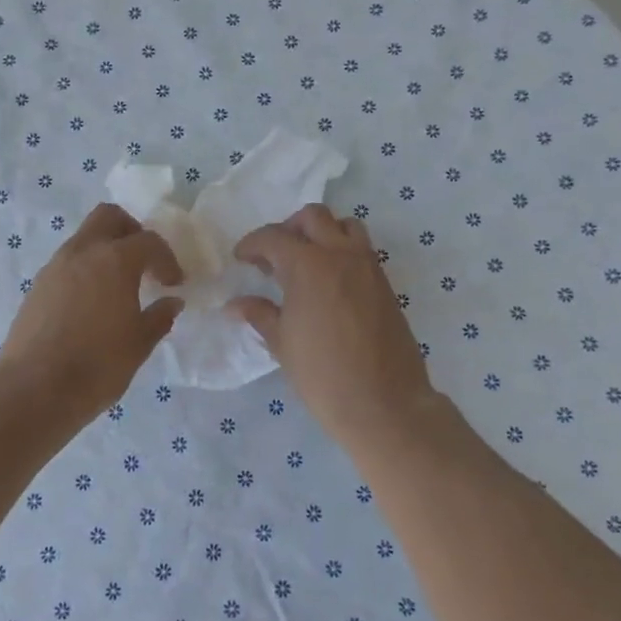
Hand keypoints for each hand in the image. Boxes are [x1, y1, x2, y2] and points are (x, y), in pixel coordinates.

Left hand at [0, 203, 183, 424]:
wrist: (35, 389)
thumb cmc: (98, 365)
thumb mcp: (139, 344)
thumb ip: (159, 317)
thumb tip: (171, 302)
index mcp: (114, 260)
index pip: (148, 241)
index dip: (166, 259)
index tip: (173, 283)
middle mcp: (82, 252)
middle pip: (108, 217)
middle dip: (131, 232)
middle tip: (143, 262)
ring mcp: (54, 267)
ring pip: (84, 239)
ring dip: (104, 252)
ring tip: (118, 287)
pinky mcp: (36, 287)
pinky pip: (67, 264)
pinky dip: (84, 271)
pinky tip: (91, 305)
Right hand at [229, 204, 438, 455]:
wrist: (384, 403)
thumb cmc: (323, 375)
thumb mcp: (282, 344)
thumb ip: (259, 314)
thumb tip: (235, 304)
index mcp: (308, 266)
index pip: (274, 237)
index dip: (252, 244)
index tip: (241, 259)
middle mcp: (340, 255)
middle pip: (313, 217)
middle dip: (288, 229)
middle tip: (273, 256)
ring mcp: (368, 266)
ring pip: (345, 226)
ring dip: (322, 233)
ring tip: (306, 262)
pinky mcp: (385, 283)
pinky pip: (361, 250)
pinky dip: (342, 251)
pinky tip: (329, 283)